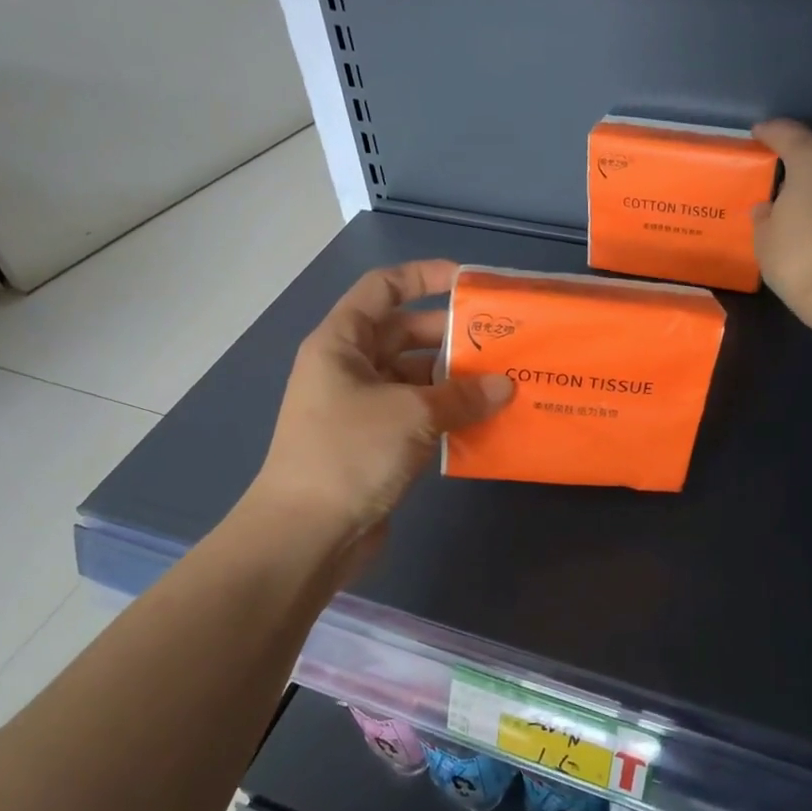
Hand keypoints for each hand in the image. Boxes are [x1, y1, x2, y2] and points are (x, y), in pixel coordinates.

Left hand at [246, 259, 511, 559]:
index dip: (423, 276)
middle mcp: (349, 368)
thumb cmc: (350, 453)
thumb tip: (505, 387)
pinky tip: (483, 422)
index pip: (383, 289)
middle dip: (450, 336)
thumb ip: (461, 395)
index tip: (468, 284)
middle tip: (501, 344)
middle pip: (404, 335)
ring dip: (453, 381)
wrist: (307, 533)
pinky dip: (446, 415)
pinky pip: (416, 415)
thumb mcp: (411, 414)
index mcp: (342, 343)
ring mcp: (361, 408)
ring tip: (502, 383)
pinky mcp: (375, 443)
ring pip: (413, 378)